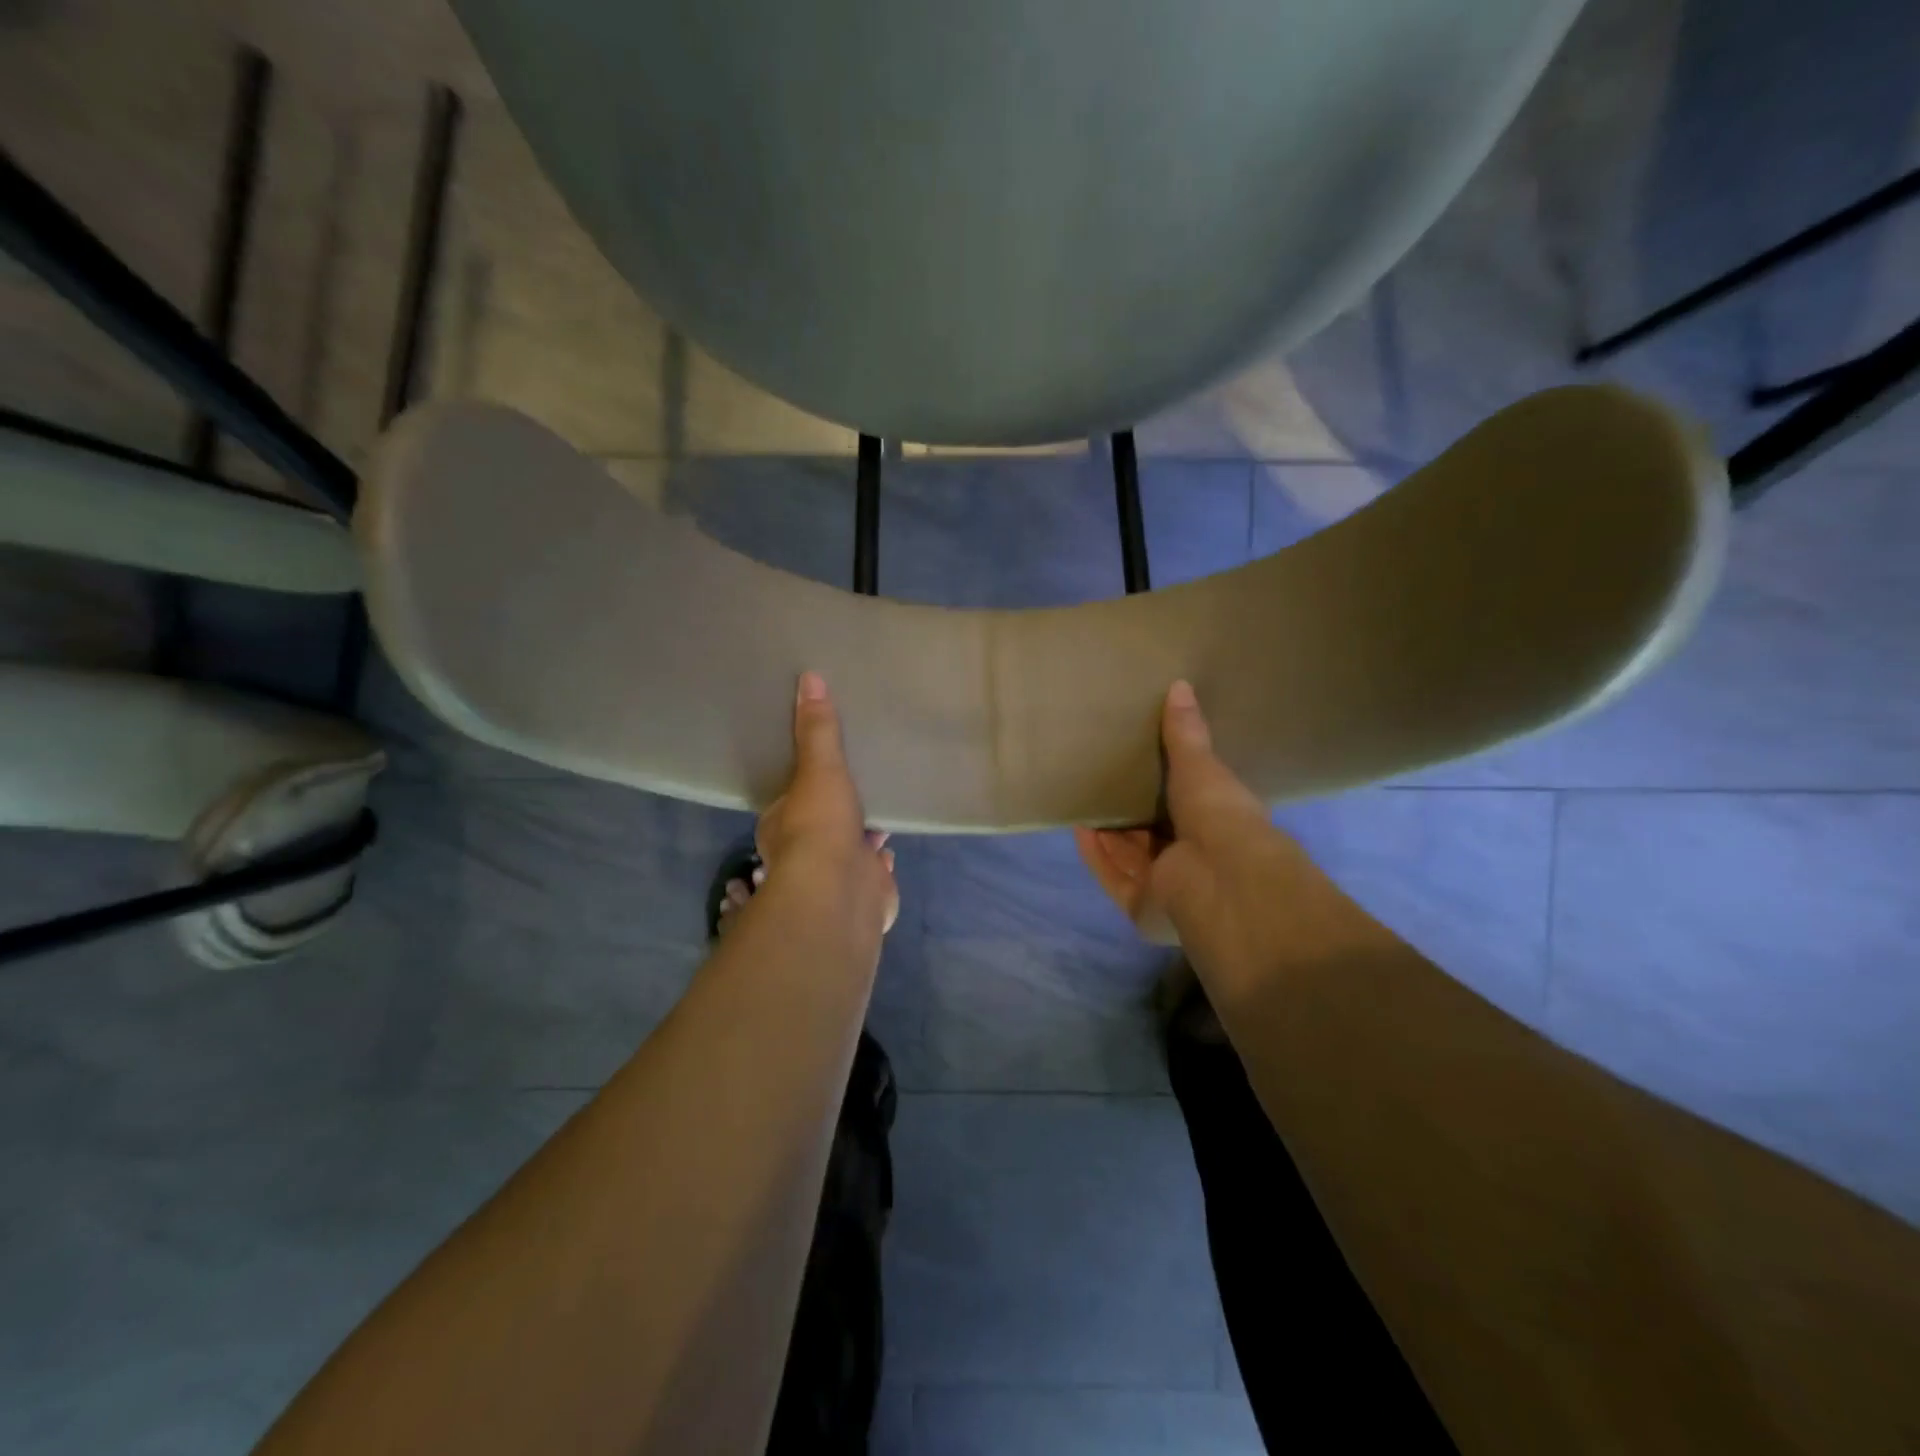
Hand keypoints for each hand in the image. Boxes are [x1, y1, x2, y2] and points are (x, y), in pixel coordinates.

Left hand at [756, 671, 899, 935]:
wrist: (842, 892)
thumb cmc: (820, 827)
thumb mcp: (819, 767)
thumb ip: (818, 729)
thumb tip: (808, 677)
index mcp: (781, 826)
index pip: (790, 803)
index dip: (803, 790)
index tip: (819, 775)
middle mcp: (803, 855)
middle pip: (820, 827)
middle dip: (836, 814)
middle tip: (855, 792)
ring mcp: (835, 877)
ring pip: (847, 851)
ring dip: (859, 839)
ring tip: (878, 816)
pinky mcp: (865, 892)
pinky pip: (874, 871)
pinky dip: (880, 861)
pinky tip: (890, 850)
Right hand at [1074, 681, 1300, 967]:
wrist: (1222, 877)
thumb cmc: (1220, 815)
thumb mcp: (1202, 765)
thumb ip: (1186, 733)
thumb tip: (1180, 685)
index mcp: (1218, 830)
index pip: (1187, 810)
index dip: (1163, 792)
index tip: (1138, 767)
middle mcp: (1194, 863)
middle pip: (1152, 837)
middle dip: (1127, 815)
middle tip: (1102, 783)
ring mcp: (1168, 889)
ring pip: (1129, 858)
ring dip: (1108, 834)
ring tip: (1083, 801)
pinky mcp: (1142, 907)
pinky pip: (1113, 877)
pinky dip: (1096, 855)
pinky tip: (1079, 829)